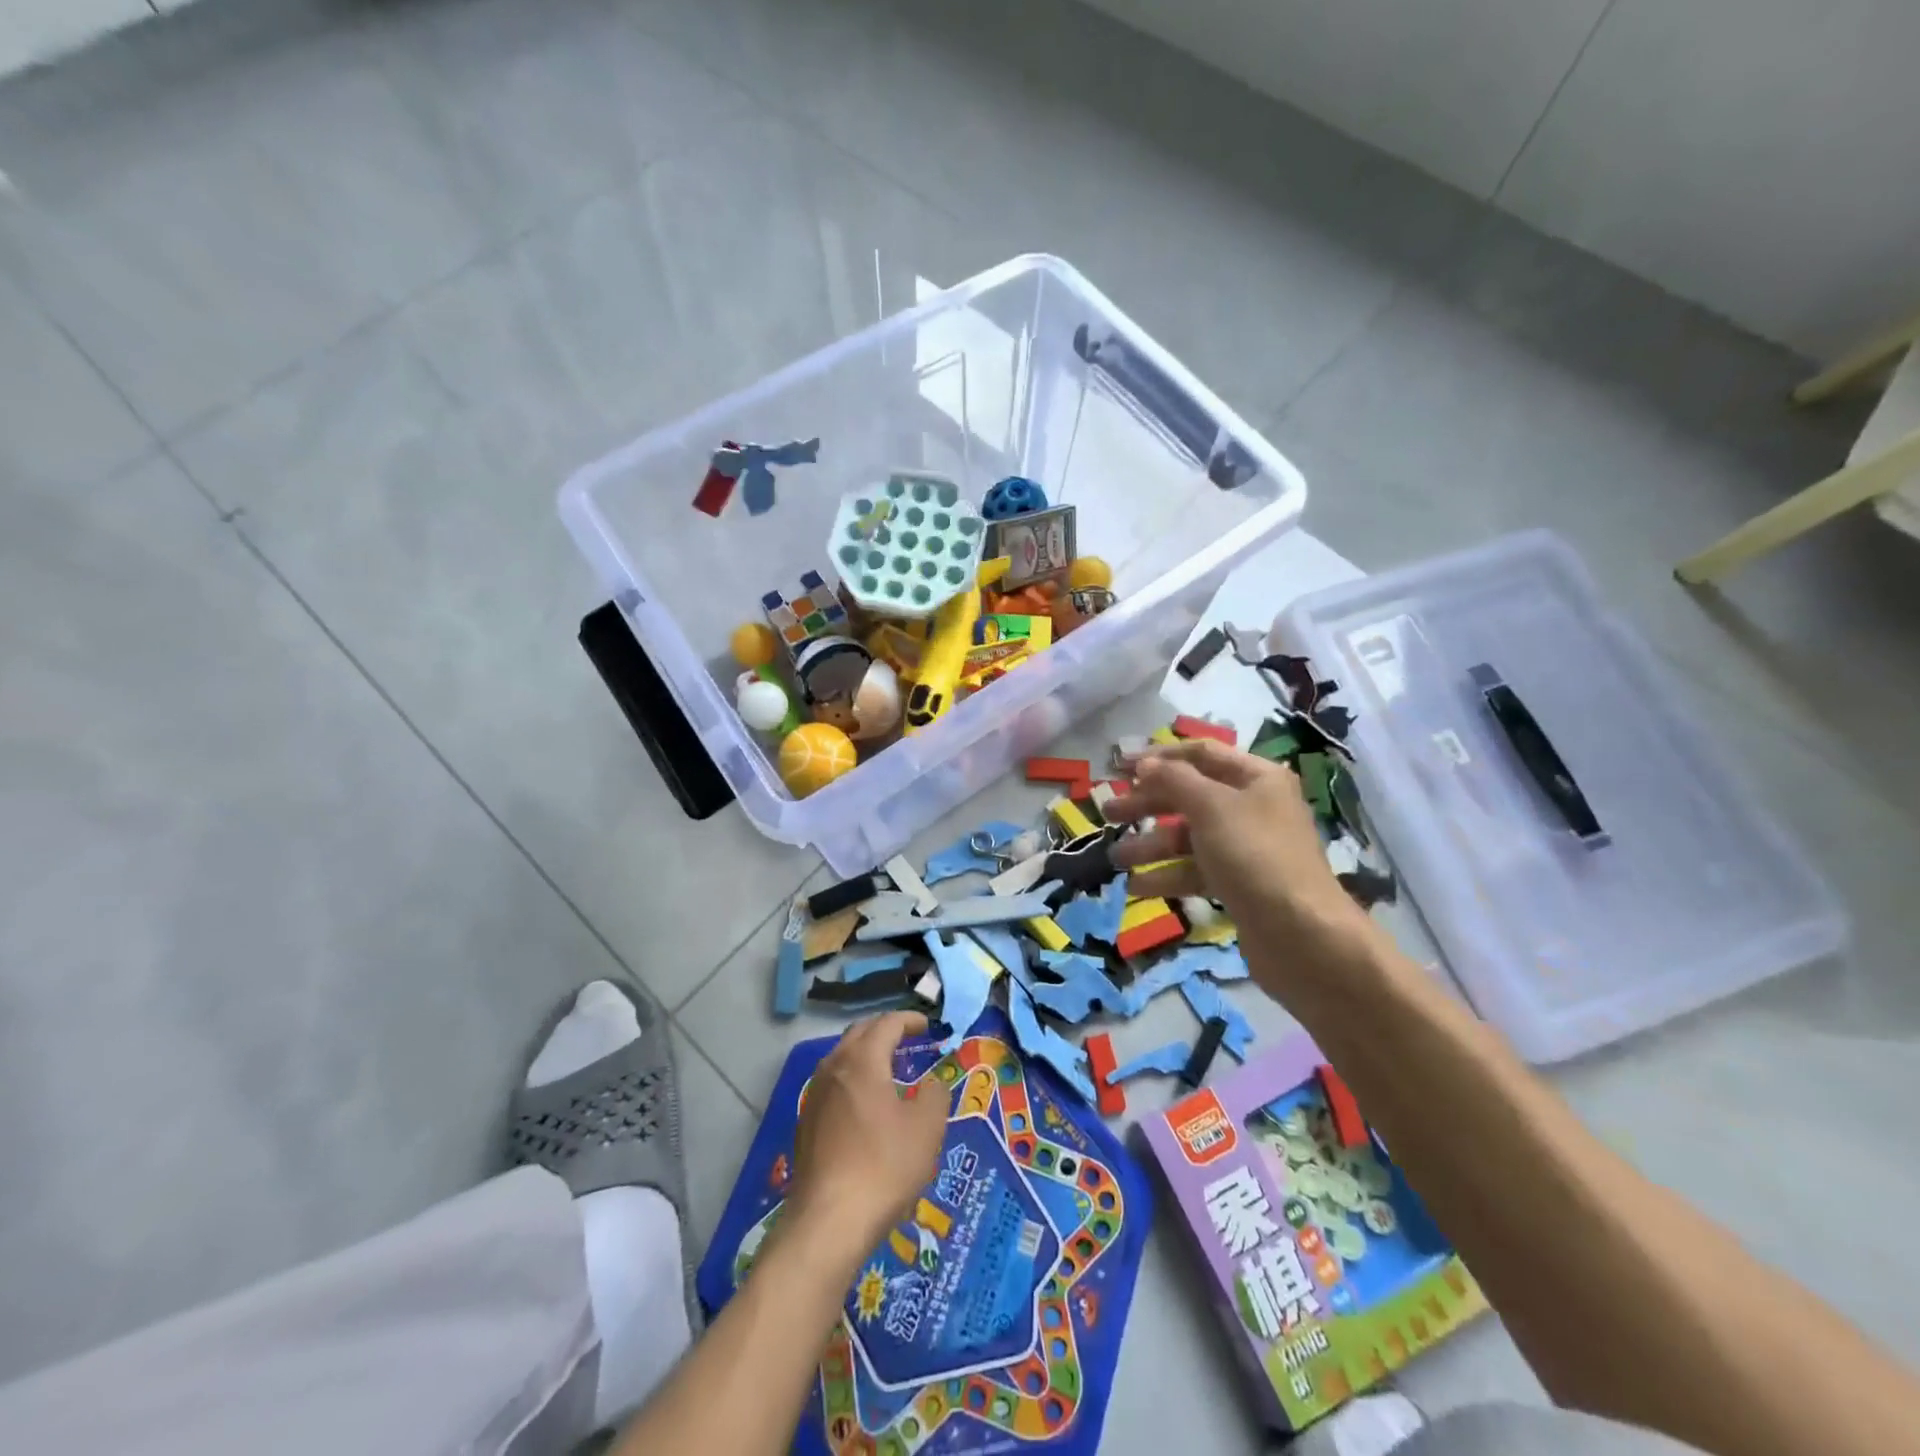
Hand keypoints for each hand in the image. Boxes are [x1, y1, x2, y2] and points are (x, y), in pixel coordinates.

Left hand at [785, 1011, 949, 1271]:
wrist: (829, 1221)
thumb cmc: (884, 1165)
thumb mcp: (927, 1128)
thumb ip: (935, 1095)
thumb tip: (932, 1085)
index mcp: (863, 1060)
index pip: (887, 1024)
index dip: (909, 1021)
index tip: (927, 1027)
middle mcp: (833, 1067)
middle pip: (860, 1034)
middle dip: (884, 1031)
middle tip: (908, 1040)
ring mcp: (815, 1095)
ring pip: (842, 1058)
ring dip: (866, 1055)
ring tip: (889, 1070)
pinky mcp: (806, 1123)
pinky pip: (833, 1084)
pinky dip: (853, 1080)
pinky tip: (865, 1105)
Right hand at [1106, 740, 1364, 948]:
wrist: (1301, 935)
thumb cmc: (1254, 855)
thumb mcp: (1211, 807)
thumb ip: (1174, 780)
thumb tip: (1146, 764)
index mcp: (1257, 778)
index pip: (1201, 754)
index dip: (1159, 757)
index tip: (1118, 766)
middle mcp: (1254, 807)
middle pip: (1191, 795)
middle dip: (1148, 803)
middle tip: (1109, 813)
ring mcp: (1247, 848)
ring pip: (1190, 836)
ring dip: (1151, 844)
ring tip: (1116, 857)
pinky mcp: (1240, 884)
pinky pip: (1196, 871)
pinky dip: (1168, 876)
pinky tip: (1137, 887)